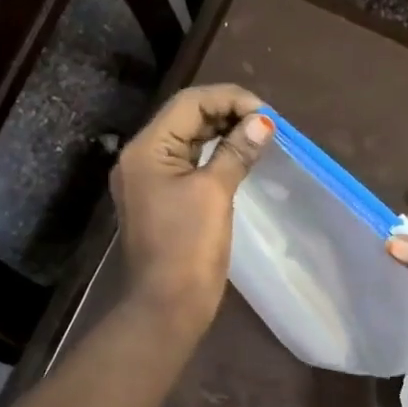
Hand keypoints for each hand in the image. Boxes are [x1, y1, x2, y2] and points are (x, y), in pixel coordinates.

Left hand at [111, 84, 272, 330]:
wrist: (167, 306)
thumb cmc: (188, 248)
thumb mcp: (215, 193)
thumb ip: (236, 152)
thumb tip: (262, 122)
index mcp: (146, 149)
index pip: (188, 103)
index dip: (229, 99)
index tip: (266, 113)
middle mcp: (141, 158)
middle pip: (185, 118)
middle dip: (226, 113)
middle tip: (266, 124)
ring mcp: (148, 181)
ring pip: (187, 141)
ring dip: (222, 133)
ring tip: (258, 136)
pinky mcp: (160, 200)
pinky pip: (188, 164)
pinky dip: (213, 156)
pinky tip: (239, 158)